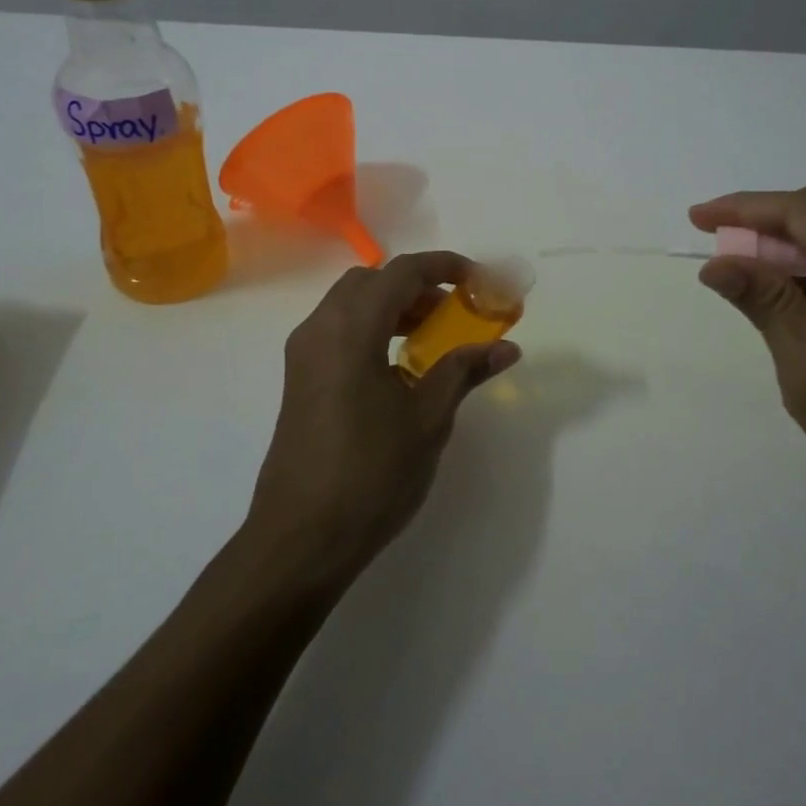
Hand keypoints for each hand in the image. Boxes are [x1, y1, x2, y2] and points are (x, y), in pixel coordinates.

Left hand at [245, 251, 520, 587]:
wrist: (301, 538)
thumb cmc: (371, 474)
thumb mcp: (428, 419)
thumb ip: (463, 371)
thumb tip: (506, 347)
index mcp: (350, 330)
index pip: (401, 273)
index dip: (444, 267)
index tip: (479, 281)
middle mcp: (319, 329)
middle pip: (371, 281)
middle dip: (417, 286)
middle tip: (455, 312)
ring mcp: (303, 354)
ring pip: (351, 304)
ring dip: (393, 306)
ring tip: (432, 337)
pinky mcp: (299, 379)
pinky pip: (338, 330)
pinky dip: (372, 328)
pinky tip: (399, 366)